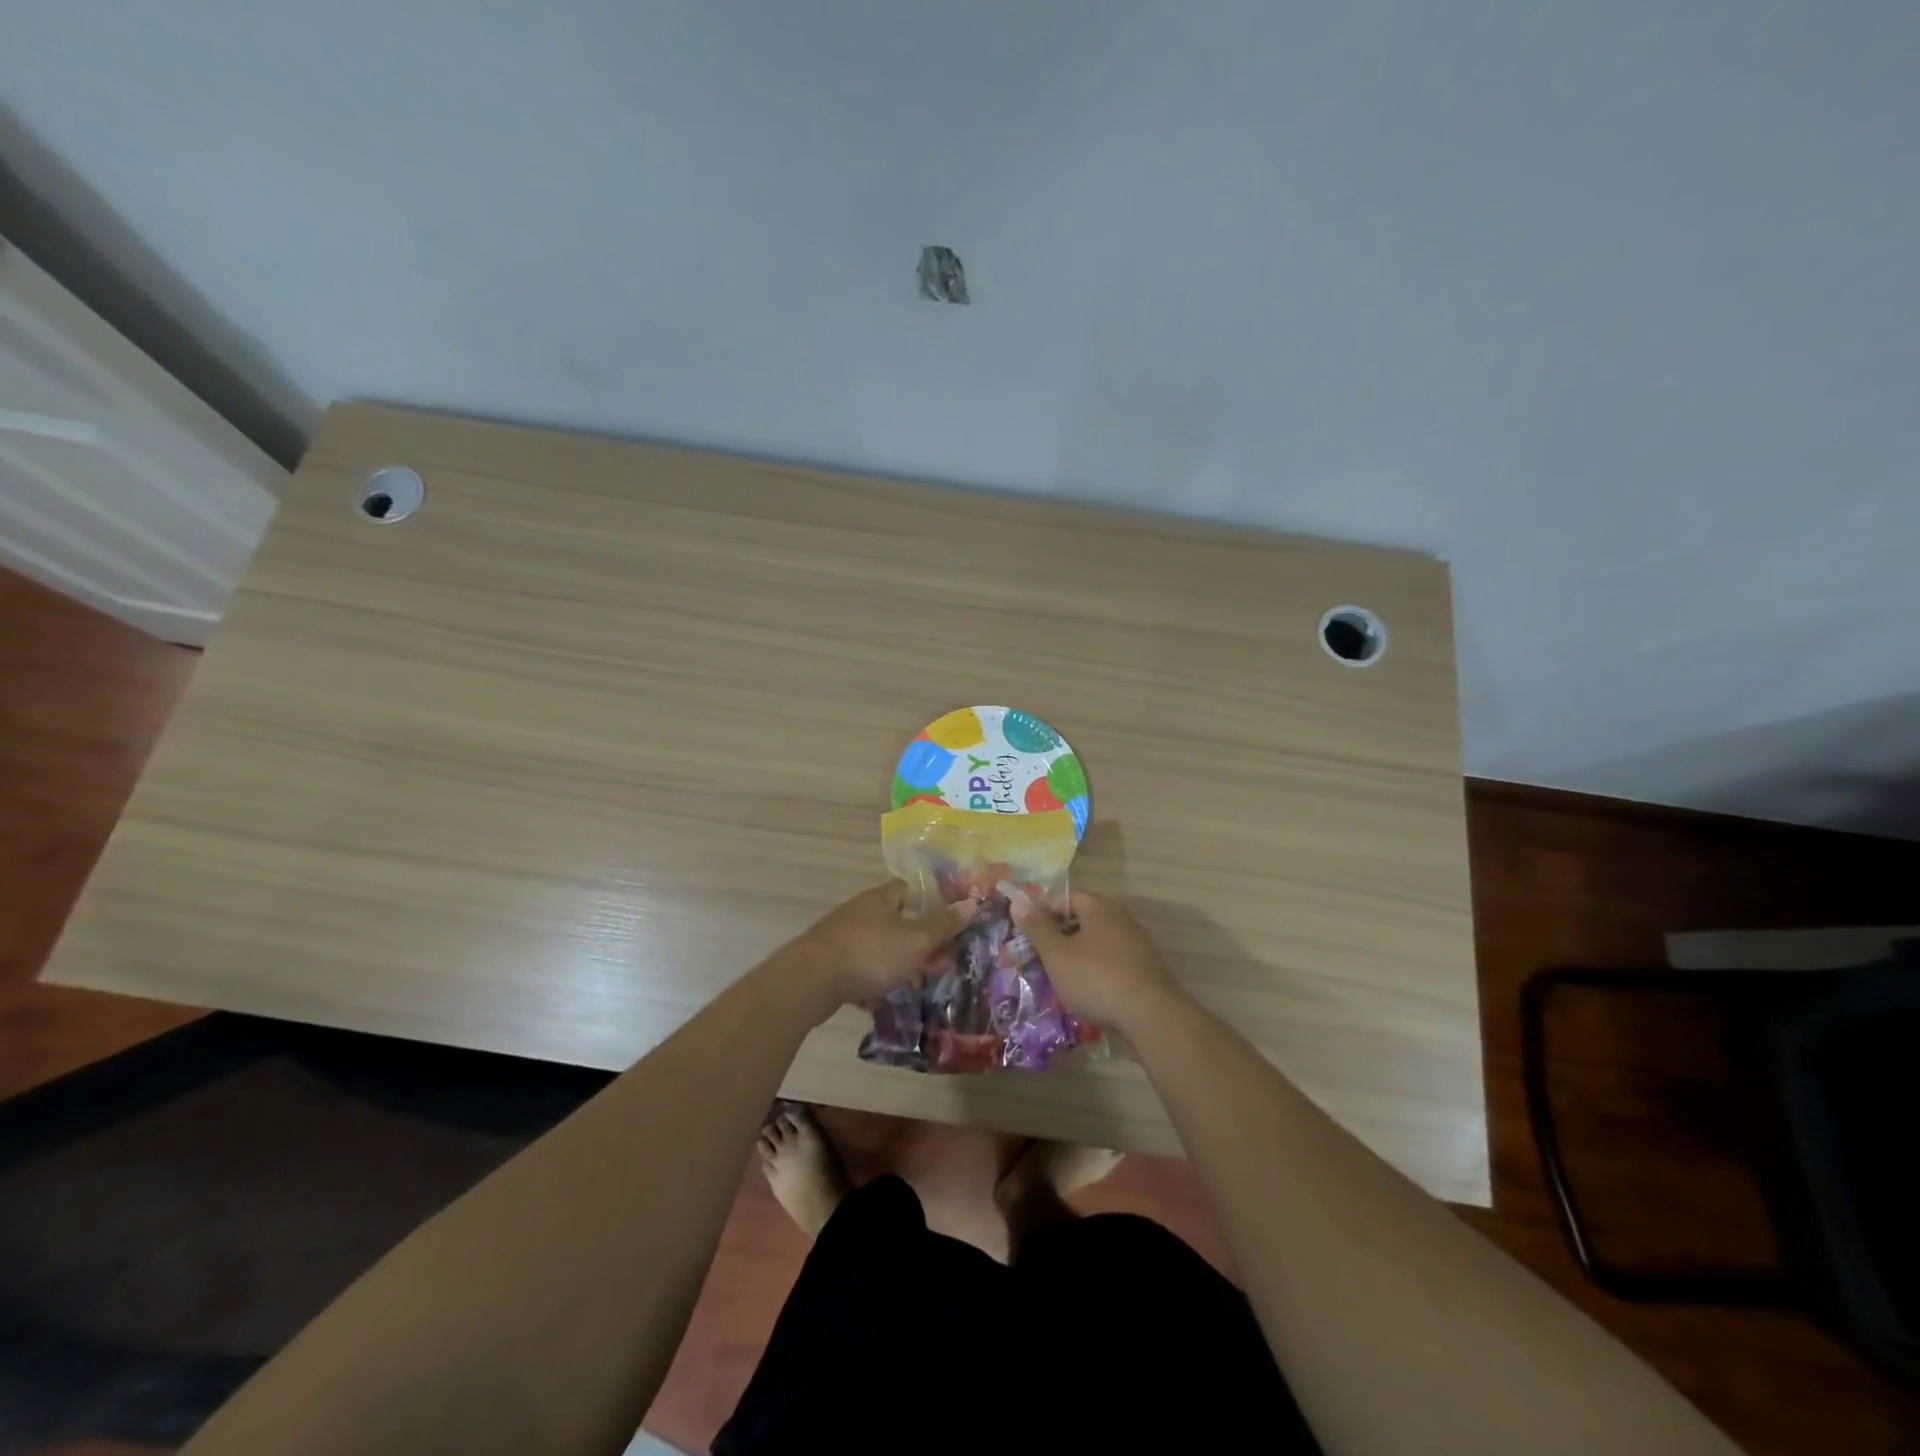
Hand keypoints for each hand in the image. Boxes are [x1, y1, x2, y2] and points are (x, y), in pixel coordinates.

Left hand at [793, 882, 977, 1006]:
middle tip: (937, 963)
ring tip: (915, 985)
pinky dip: (873, 981)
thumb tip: (972, 902)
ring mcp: (841, 936)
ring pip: (878, 947)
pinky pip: (859, 968)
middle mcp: (860, 911)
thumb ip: (943, 925)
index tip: (948, 925)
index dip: (930, 904)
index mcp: (881, 898)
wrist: (810, 980)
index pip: (909, 890)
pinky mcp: (828, 962)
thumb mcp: (916, 941)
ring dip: (896, 964)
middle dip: (917, 941)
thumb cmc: (870, 953)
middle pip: (895, 920)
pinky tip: (882, 999)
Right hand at [1008, 888, 1184, 1034]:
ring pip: (1095, 943)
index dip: (1041, 910)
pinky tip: (1083, 990)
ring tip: (1055, 975)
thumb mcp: (1057, 954)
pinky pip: (1110, 962)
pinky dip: (1093, 970)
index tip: (1023, 929)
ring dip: (1074, 955)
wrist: (1152, 1017)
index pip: (1065, 898)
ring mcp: (1136, 945)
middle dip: (1057, 935)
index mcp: (1100, 908)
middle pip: (1082, 919)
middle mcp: (1121, 919)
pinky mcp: (1144, 970)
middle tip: (1035, 954)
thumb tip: (1017, 900)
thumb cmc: (1097, 979)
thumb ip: (1037, 928)